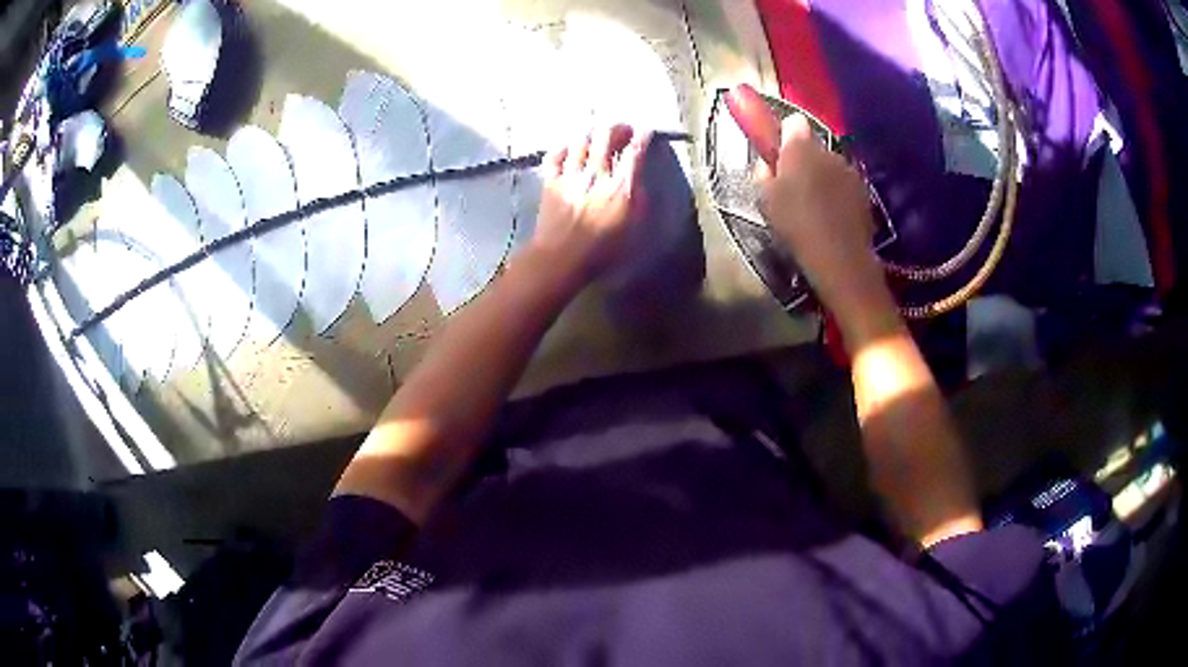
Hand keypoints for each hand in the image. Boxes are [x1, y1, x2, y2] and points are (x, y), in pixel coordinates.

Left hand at [532, 125, 651, 286]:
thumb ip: (640, 202)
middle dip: (618, 128)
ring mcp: (571, 175)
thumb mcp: (634, 230)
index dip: (643, 136)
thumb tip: (639, 182)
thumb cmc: (602, 250)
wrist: (561, 258)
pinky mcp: (551, 181)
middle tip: (623, 131)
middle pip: (606, 136)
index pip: (635, 151)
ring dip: (593, 133)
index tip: (646, 131)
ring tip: (598, 136)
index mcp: (621, 187)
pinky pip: (556, 154)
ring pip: (581, 140)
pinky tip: (569, 148)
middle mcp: (596, 174)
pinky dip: (564, 147)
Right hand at [755, 115, 894, 335]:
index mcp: (800, 148)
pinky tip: (832, 214)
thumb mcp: (765, 199)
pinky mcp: (864, 190)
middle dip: (804, 157)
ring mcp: (850, 170)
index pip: (793, 122)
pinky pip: (845, 183)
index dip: (784, 135)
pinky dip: (838, 192)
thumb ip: (763, 172)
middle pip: (814, 144)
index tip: (778, 154)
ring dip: (823, 175)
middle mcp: (829, 151)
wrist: (839, 257)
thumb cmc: (795, 225)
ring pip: (831, 164)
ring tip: (814, 203)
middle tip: (793, 182)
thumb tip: (767, 162)